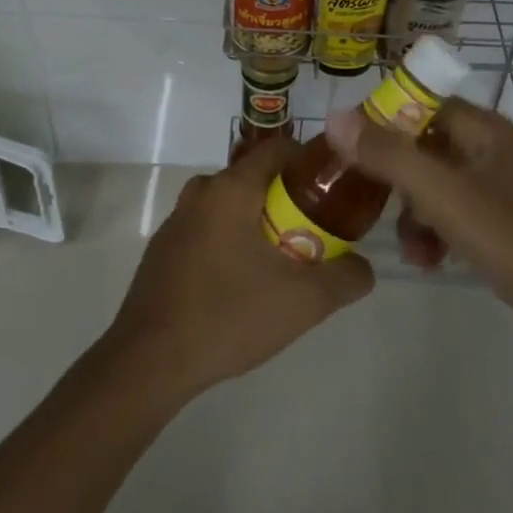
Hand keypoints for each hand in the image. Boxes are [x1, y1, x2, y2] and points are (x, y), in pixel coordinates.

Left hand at [103, 138, 374, 403]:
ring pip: (232, 206)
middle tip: (316, 235)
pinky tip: (242, 285)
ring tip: (283, 264)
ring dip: (260, 224)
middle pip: (257, 179)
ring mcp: (177, 220)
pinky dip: (232, 243)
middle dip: (290, 201)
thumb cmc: (228, 316)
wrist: (148, 363)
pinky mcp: (163, 249)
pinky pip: (210, 230)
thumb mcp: (304, 301)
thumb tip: (363, 266)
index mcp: (232, 188)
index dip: (312, 163)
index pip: (280, 149)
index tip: (335, 191)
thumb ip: (347, 277)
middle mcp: (201, 192)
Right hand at [327, 98, 512, 351]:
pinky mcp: (501, 220)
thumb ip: (389, 155)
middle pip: (423, 145)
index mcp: (483, 129)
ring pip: (434, 184)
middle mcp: (490, 148)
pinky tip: (428, 260)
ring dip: (413, 213)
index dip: (383, 120)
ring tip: (410, 249)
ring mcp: (497, 185)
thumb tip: (336, 117)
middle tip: (371, 203)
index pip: (421, 103)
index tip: (351, 149)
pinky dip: (435, 231)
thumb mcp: (443, 195)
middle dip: (396, 179)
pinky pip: (452, 212)